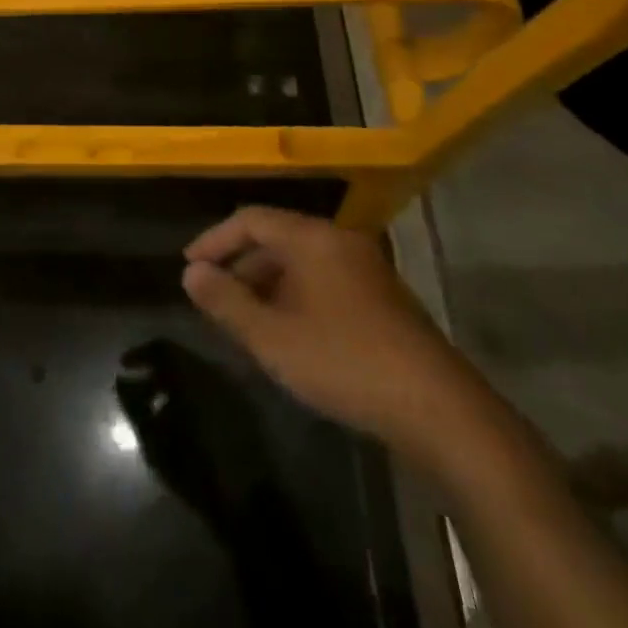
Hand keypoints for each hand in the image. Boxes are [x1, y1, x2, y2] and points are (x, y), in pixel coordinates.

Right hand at [182, 206, 512, 480]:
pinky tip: (290, 334)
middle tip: (215, 299)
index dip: (215, 240)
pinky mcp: (383, 298)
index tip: (190, 268)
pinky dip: (296, 296)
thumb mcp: (272, 337)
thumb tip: (191, 274)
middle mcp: (340, 241)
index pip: (251, 219)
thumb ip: (226, 302)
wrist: (438, 408)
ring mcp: (366, 268)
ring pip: (302, 261)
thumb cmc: (344, 362)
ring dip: (268, 284)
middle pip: (277, 237)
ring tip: (246, 321)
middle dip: (241, 265)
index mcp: (312, 238)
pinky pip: (324, 280)